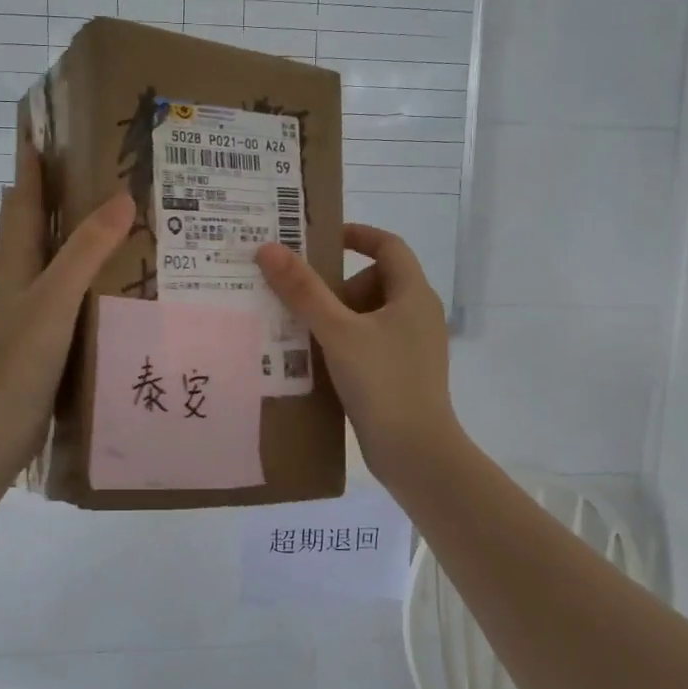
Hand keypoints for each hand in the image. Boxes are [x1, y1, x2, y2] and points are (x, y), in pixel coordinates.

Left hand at [0, 140, 134, 477]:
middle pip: (38, 224)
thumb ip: (86, 251)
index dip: (32, 161)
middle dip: (60, 192)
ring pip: (59, 260)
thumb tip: (123, 197)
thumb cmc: (17, 360)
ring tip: (126, 220)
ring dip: (82, 237)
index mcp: (18, 261)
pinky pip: (76, 296)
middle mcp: (24, 280)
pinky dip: (95, 280)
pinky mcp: (50, 340)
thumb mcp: (55, 299)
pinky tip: (124, 286)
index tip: (46, 125)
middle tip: (104, 169)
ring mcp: (35, 312)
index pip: (25, 198)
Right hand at [256, 225, 461, 484]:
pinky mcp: (403, 373)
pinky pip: (370, 342)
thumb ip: (303, 291)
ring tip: (301, 331)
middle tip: (302, 299)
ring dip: (336, 317)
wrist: (415, 453)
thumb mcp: (338, 332)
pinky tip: (317, 361)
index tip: (321, 240)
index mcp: (414, 294)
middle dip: (337, 285)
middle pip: (375, 280)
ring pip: (369, 314)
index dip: (357, 235)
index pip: (389, 245)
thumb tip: (269, 249)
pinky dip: (345, 342)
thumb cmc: (383, 382)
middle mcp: (418, 314)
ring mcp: (413, 346)